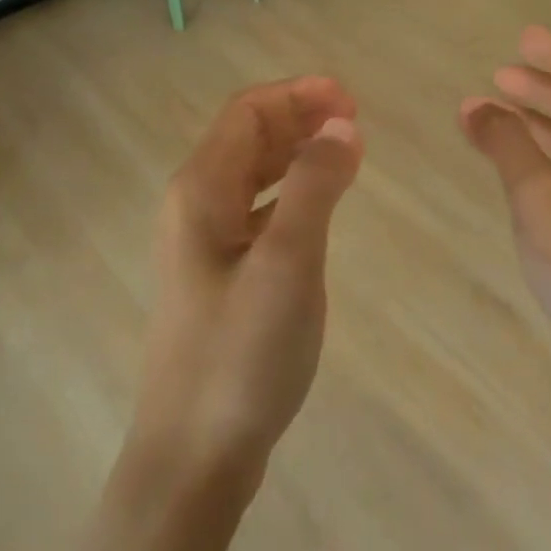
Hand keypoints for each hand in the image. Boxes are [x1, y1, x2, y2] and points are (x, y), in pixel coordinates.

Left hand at [132, 77, 363, 483]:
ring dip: (296, 153)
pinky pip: (256, 211)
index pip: (248, 112)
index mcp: (200, 191)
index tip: (352, 101)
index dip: (299, 95)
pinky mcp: (219, 276)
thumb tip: (341, 126)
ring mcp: (203, 244)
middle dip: (300, 118)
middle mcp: (194, 206)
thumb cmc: (241, 354)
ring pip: (252, 174)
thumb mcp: (288, 262)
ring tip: (347, 154)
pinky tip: (317, 207)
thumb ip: (315, 186)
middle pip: (247, 137)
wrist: (194, 455)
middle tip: (356, 122)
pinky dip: (290, 193)